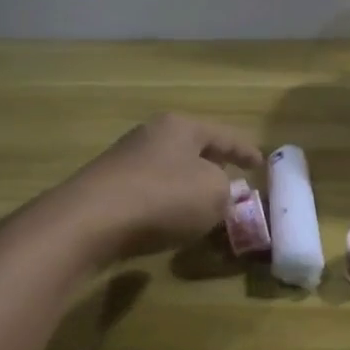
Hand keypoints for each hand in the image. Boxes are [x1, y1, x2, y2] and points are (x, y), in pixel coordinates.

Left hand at [54, 113, 264, 260]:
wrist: (87, 222)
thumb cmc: (162, 197)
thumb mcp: (214, 195)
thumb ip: (227, 192)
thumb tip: (220, 193)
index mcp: (182, 126)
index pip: (225, 136)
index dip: (246, 151)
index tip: (261, 165)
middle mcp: (152, 135)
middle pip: (193, 149)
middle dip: (214, 166)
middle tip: (233, 182)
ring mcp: (125, 161)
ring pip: (170, 171)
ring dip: (187, 188)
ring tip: (203, 207)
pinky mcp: (106, 189)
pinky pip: (149, 193)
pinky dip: (165, 205)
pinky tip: (169, 223)